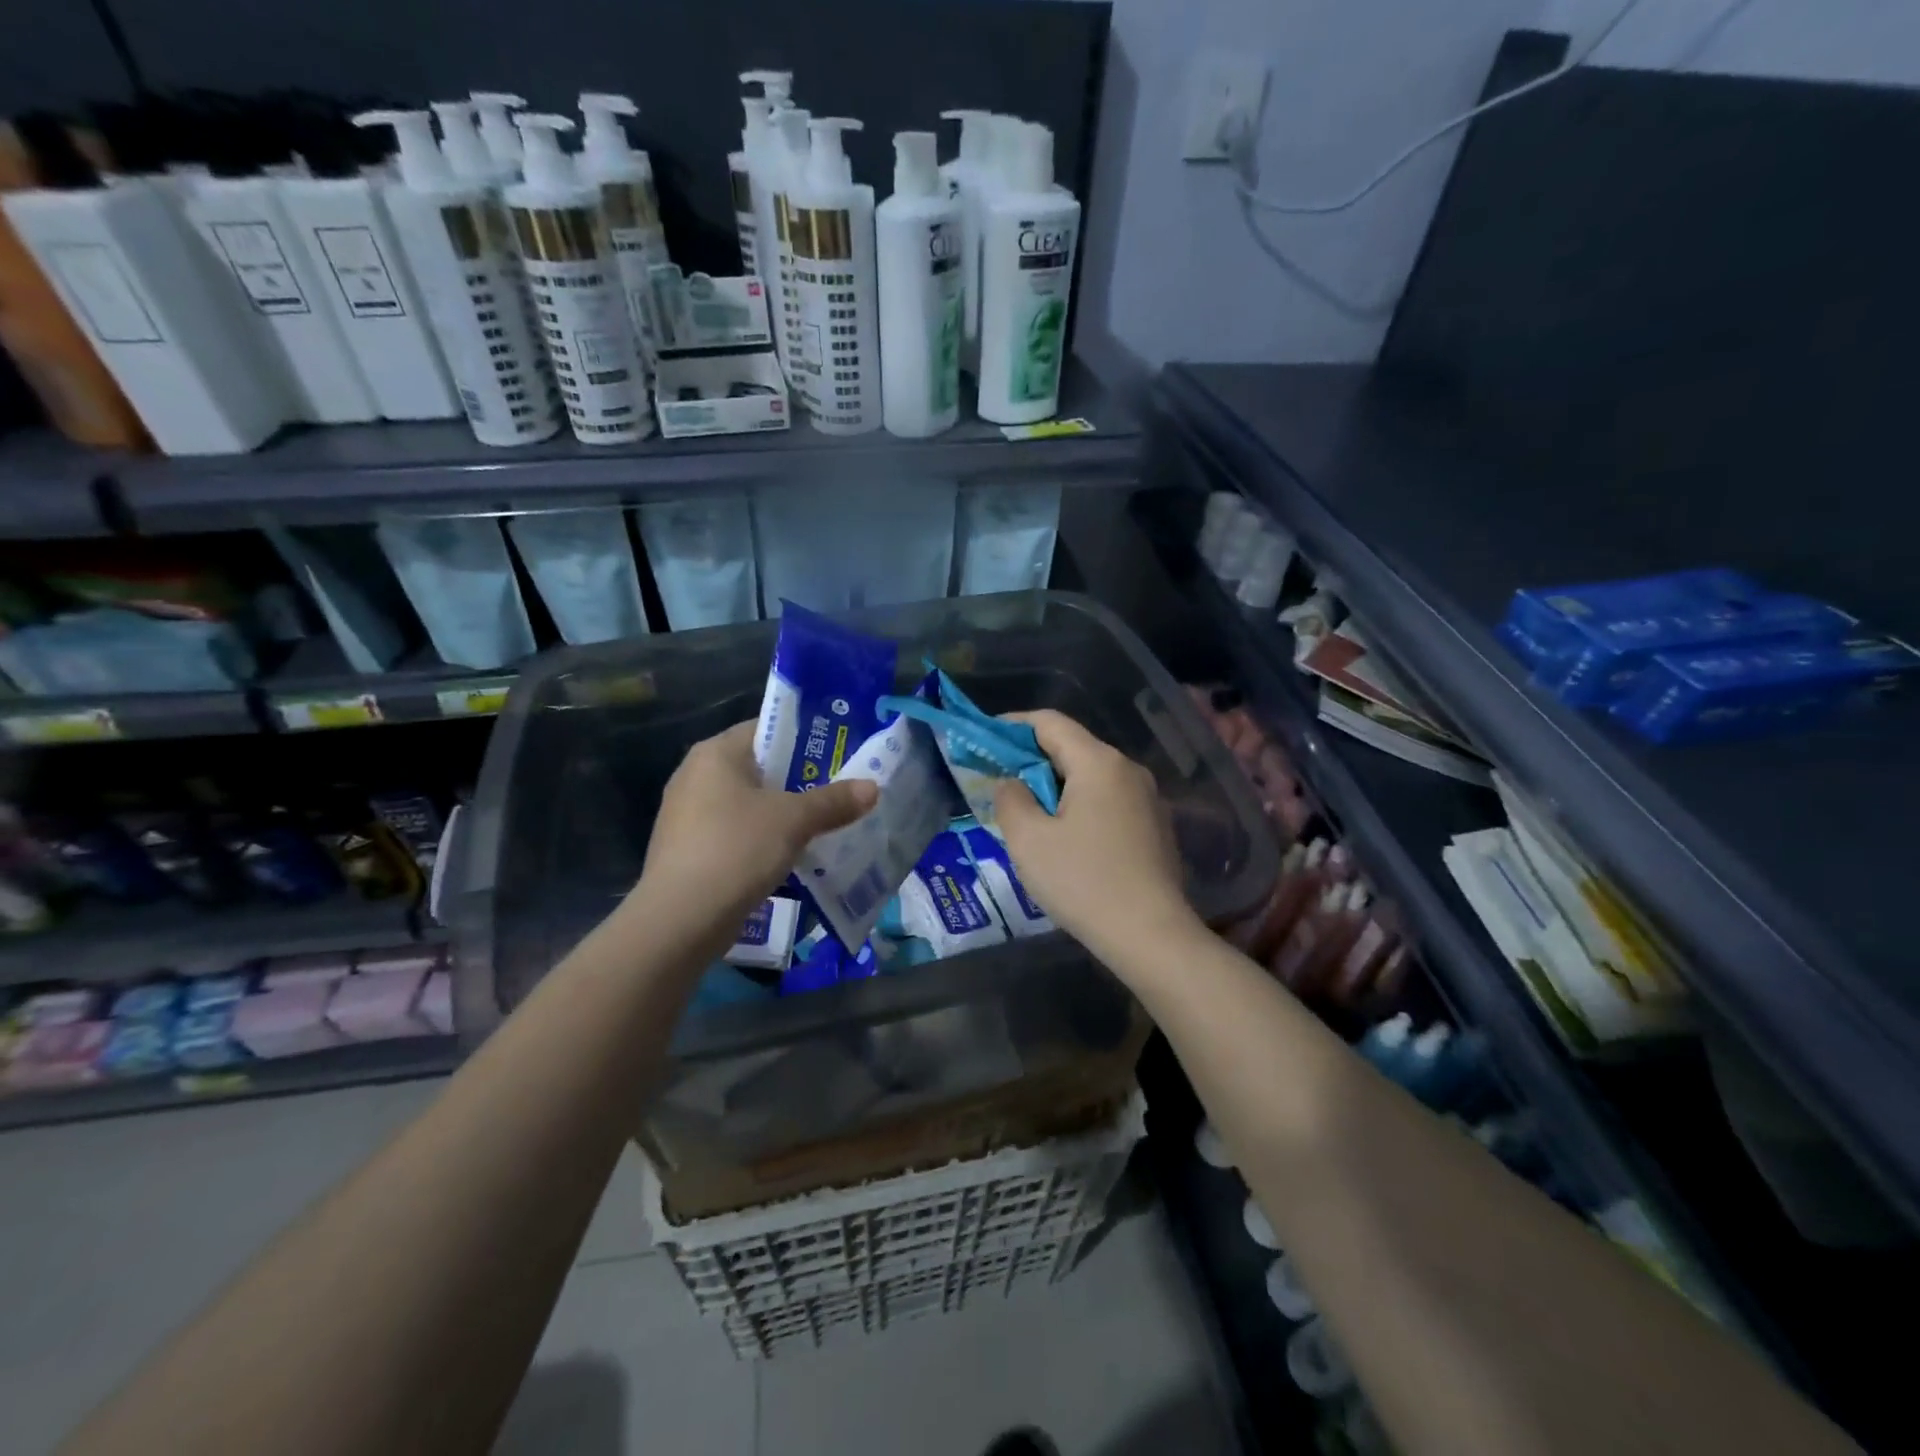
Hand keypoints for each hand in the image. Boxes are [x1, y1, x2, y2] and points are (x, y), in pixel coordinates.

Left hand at [633, 721, 877, 955]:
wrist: (681, 918)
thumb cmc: (736, 848)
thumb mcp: (794, 820)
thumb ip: (834, 801)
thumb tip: (872, 787)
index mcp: (716, 753)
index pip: (766, 729)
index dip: (804, 737)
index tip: (839, 752)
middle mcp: (696, 776)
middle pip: (759, 768)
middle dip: (799, 780)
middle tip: (841, 788)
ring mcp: (688, 815)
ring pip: (749, 804)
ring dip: (783, 813)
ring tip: (825, 823)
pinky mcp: (690, 850)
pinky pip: (737, 833)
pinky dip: (764, 839)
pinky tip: (792, 855)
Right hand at [993, 710, 1199, 966]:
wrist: (1151, 934)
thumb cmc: (1083, 881)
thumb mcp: (1028, 840)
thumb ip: (1010, 799)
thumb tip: (1012, 783)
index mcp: (1098, 762)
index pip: (1050, 722)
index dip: (1013, 725)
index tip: (985, 739)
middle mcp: (1128, 770)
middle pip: (1073, 747)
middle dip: (1033, 758)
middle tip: (1000, 780)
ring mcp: (1148, 798)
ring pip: (1092, 776)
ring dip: (1057, 785)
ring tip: (1029, 812)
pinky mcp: (1155, 826)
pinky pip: (1109, 800)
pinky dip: (1081, 805)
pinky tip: (1067, 838)